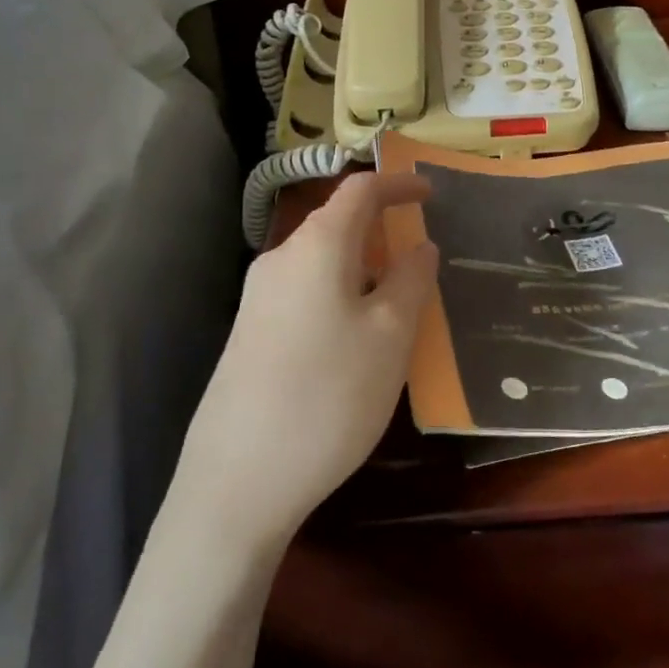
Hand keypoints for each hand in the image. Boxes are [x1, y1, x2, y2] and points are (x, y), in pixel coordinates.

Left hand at [177, 172, 438, 547]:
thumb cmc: (330, 394)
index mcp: (316, 246)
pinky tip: (357, 340)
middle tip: (422, 258)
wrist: (237, 482)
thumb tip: (420, 246)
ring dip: (363, 268)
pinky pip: (306, 293)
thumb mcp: (391, 335)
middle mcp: (280, 260)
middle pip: (337, 224)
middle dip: (382, 231)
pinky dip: (341, 294)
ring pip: (322, 263)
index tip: (431, 193)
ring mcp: (257, 299)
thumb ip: (411, 279)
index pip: (360, 190)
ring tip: (398, 303)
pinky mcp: (250, 335)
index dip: (398, 184)